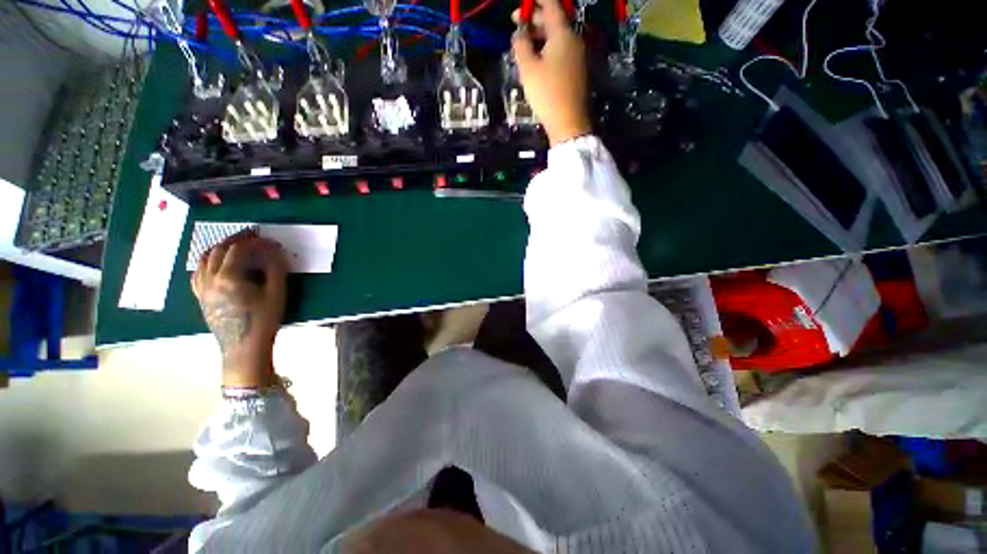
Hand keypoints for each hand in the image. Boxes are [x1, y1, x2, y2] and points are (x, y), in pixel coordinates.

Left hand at [191, 230, 287, 387]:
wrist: (243, 348)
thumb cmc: (263, 320)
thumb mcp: (276, 294)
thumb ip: (275, 269)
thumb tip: (274, 250)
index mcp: (228, 277)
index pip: (239, 249)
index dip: (254, 241)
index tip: (269, 240)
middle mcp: (210, 279)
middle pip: (218, 250)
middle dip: (235, 240)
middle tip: (251, 236)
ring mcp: (202, 288)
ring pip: (204, 259)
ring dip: (219, 248)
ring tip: (233, 245)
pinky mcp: (200, 296)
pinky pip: (198, 272)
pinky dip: (207, 261)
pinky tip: (216, 263)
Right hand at [511, 0, 590, 145]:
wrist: (569, 123)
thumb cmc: (547, 94)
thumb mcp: (528, 69)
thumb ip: (521, 45)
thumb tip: (518, 33)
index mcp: (563, 33)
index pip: (550, 4)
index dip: (533, 2)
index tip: (520, 7)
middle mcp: (574, 39)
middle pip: (554, 21)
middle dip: (534, 21)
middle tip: (516, 28)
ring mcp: (578, 56)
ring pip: (558, 38)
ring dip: (540, 37)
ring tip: (524, 47)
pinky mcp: (578, 71)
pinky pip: (562, 52)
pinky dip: (548, 50)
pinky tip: (537, 60)